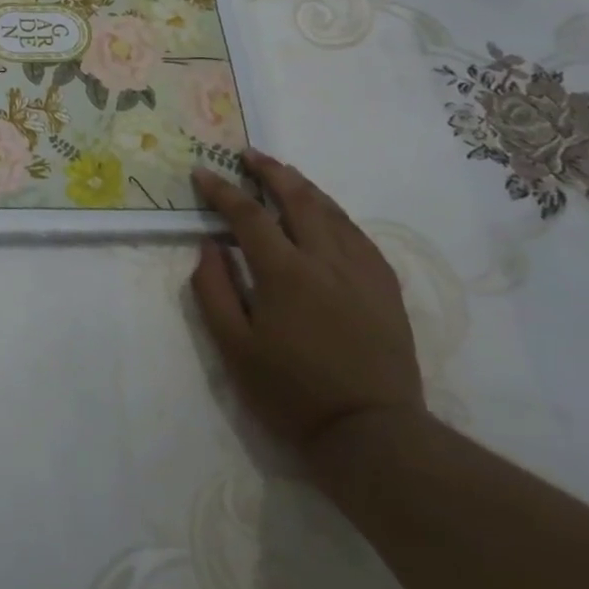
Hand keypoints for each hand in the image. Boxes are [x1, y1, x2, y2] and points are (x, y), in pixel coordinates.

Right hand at [190, 149, 424, 461]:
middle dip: (270, 171)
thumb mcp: (234, 348)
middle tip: (248, 155)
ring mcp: (362, 270)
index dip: (222, 190)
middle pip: (297, 198)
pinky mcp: (385, 286)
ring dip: (303, 185)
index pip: (248, 215)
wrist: (372, 433)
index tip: (203, 172)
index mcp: (285, 273)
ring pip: (332, 211)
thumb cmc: (291, 393)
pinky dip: (334, 213)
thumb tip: (209, 246)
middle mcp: (326, 259)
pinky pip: (358, 234)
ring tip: (283, 172)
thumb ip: (214, 290)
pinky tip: (326, 213)